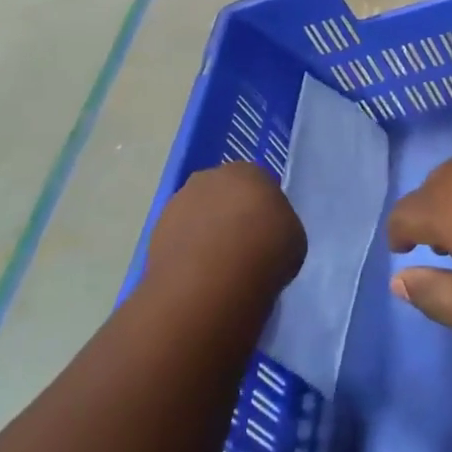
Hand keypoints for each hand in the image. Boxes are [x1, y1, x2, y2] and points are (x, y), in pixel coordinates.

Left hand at [145, 162, 305, 309]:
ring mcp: (179, 201)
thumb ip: (279, 225)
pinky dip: (188, 251)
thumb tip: (266, 232)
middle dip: (231, 215)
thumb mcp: (294, 238)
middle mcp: (210, 176)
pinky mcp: (157, 229)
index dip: (263, 210)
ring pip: (199, 214)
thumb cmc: (265, 251)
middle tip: (242, 248)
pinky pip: (180, 237)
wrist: (211, 279)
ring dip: (206, 232)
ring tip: (218, 267)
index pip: (259, 184)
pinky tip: (198, 275)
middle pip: (224, 194)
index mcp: (249, 171)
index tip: (267, 234)